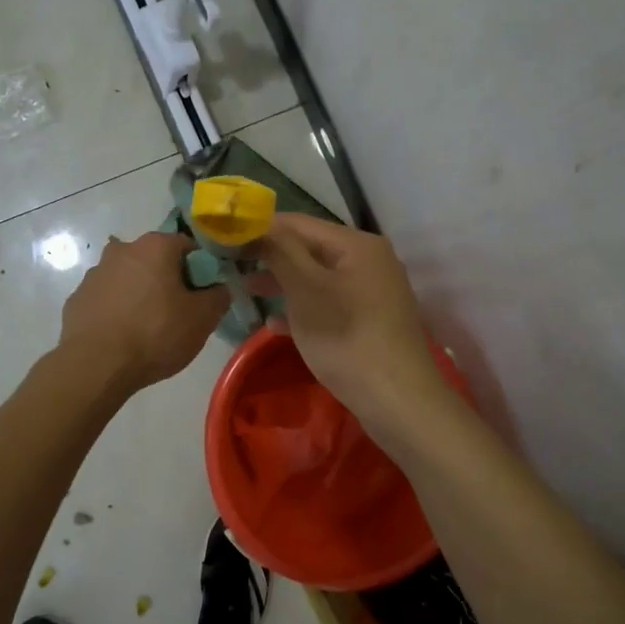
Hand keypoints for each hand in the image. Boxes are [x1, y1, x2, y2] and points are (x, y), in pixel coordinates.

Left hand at [58, 231, 228, 392]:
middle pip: (155, 261)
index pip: (188, 247)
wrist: (95, 365)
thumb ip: (219, 296)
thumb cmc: (155, 333)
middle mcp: (122, 249)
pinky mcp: (76, 299)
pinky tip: (123, 336)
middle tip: (178, 314)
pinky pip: (107, 300)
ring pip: (129, 279)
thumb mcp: (202, 319)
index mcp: (155, 246)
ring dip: (140, 295)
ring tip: (148, 329)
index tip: (203, 296)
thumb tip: (219, 288)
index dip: (201, 271)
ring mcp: (94, 273)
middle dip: (168, 281)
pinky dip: (117, 311)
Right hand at [247, 214, 445, 426]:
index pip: (299, 223)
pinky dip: (303, 308)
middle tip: (232, 267)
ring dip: (283, 284)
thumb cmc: (346, 337)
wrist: (398, 400)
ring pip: (318, 278)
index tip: (226, 238)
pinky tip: (275, 323)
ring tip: (247, 292)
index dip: (261, 228)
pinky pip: (329, 304)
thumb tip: (257, 224)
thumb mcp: (306, 289)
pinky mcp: (371, 321)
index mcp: (357, 244)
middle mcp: (370, 260)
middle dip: (271, 257)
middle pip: (310, 249)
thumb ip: (280, 252)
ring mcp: (373, 292)